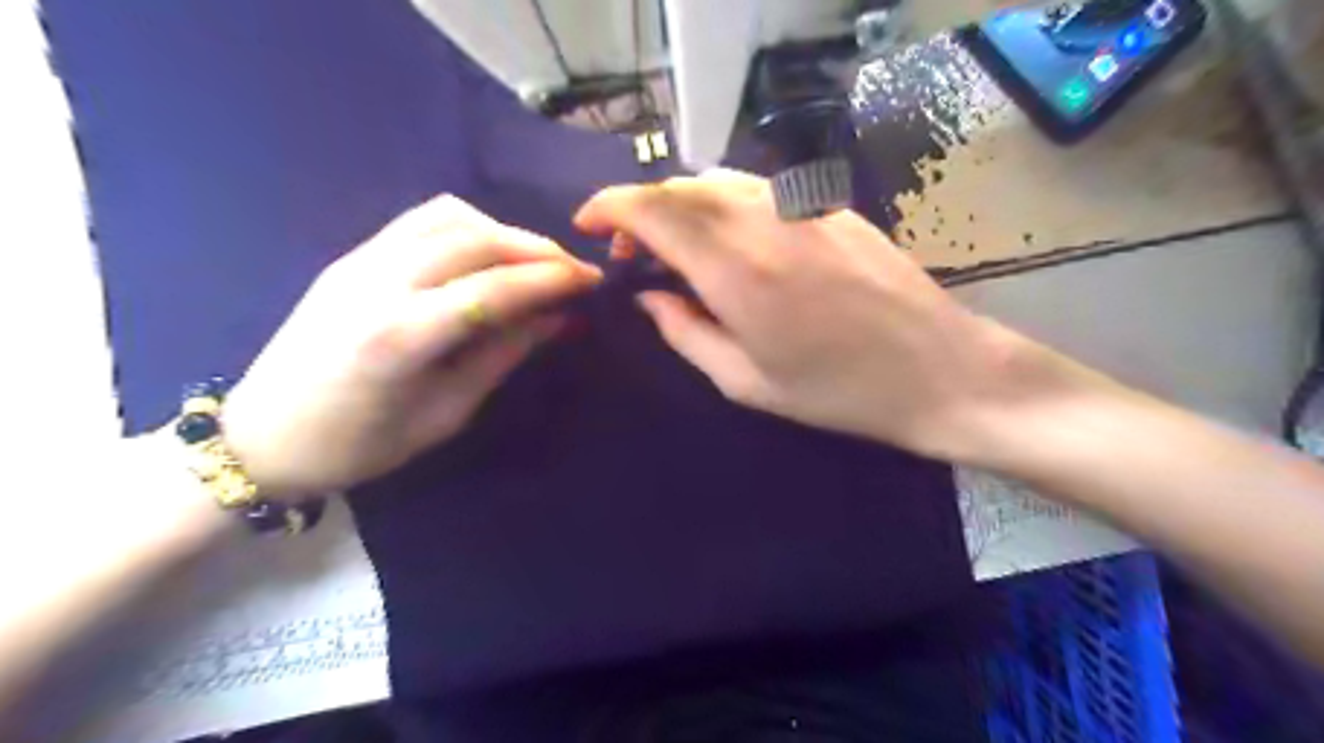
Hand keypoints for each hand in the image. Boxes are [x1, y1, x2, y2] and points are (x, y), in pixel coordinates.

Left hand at [223, 195, 603, 497]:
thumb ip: (502, 356)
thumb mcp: (445, 414)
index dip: (552, 279)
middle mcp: (379, 283)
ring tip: (534, 261)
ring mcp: (359, 261)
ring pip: (449, 217)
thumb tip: (556, 318)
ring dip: (503, 232)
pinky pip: (420, 221)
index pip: (496, 288)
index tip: (592, 281)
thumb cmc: (359, 446)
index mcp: (401, 337)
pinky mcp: (350, 256)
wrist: (260, 437)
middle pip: (476, 239)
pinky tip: (487, 252)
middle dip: (537, 248)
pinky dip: (467, 226)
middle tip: (573, 271)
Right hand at [574, 167, 1080, 463]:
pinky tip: (729, 241)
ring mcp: (801, 206)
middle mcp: (762, 221)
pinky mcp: (830, 206)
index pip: (652, 208)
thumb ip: (685, 332)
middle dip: (640, 210)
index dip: (608, 207)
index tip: (587, 226)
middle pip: (680, 187)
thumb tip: (649, 297)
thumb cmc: (836, 391)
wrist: (937, 370)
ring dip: (681, 206)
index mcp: (734, 269)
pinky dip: (723, 205)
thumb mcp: (745, 381)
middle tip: (630, 253)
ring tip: (675, 248)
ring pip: (718, 181)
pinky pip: (758, 189)